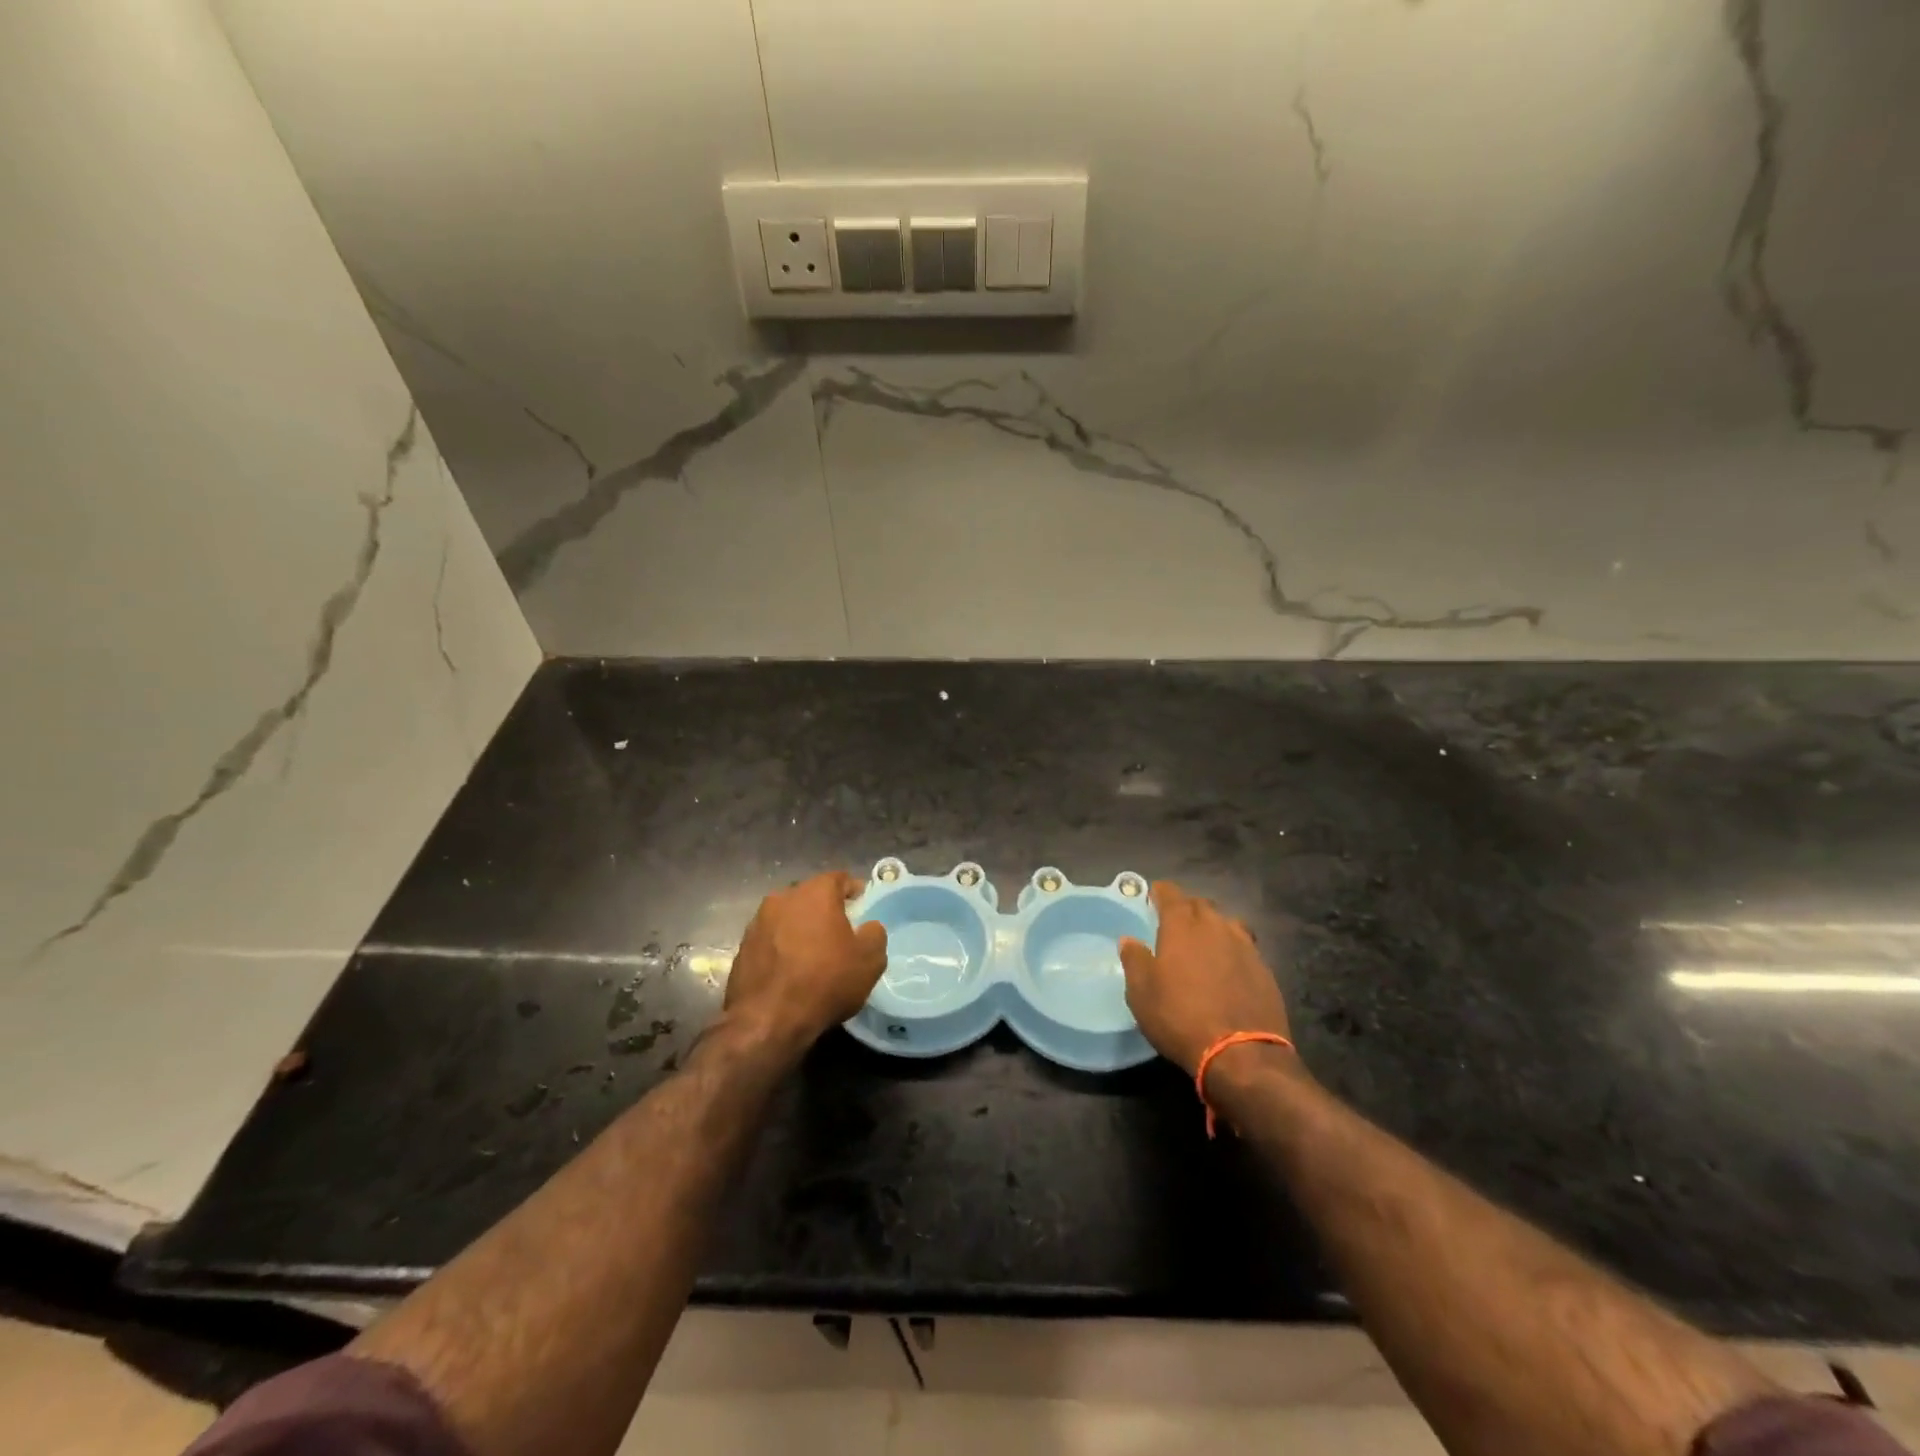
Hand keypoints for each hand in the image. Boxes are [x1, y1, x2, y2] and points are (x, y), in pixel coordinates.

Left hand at [723, 871, 887, 1057]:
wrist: (767, 1020)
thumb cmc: (825, 982)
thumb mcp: (869, 960)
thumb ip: (874, 933)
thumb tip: (868, 927)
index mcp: (815, 892)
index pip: (839, 879)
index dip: (854, 891)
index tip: (863, 908)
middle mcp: (783, 898)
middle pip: (811, 896)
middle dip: (826, 909)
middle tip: (840, 932)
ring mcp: (758, 922)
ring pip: (788, 917)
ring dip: (801, 928)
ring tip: (813, 953)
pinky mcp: (742, 947)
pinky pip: (771, 939)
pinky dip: (782, 947)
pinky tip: (791, 970)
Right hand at [1119, 881, 1291, 1076]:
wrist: (1241, 1053)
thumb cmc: (1180, 1017)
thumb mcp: (1142, 993)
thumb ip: (1135, 960)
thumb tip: (1129, 939)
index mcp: (1182, 926)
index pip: (1171, 894)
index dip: (1160, 892)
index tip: (1153, 895)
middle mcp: (1215, 927)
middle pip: (1201, 904)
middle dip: (1187, 908)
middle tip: (1175, 922)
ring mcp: (1244, 946)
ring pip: (1227, 922)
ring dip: (1213, 926)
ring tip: (1204, 942)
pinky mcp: (1264, 969)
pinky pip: (1245, 946)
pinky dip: (1232, 949)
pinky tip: (1228, 967)